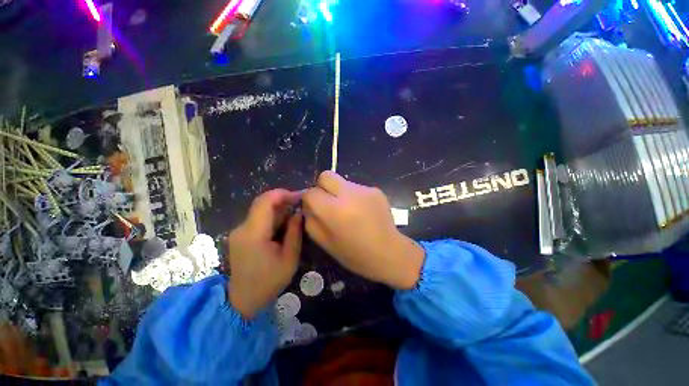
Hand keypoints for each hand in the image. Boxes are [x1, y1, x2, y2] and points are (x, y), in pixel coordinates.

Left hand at [226, 189, 302, 318]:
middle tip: (300, 204)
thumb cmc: (269, 281)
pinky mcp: (241, 235)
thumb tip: (298, 213)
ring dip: (278, 208)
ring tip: (295, 213)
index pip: (265, 202)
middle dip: (282, 199)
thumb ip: (294, 232)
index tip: (299, 196)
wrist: (243, 300)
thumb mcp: (289, 258)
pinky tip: (284, 223)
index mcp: (254, 234)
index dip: (283, 194)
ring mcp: (239, 231)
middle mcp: (243, 228)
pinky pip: (258, 218)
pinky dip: (272, 216)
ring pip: (260, 210)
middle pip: (262, 203)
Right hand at [303, 171, 423, 289]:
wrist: (390, 252)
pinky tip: (362, 211)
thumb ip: (311, 220)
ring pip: (342, 182)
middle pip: (326, 176)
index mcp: (334, 210)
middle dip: (322, 187)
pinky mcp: (376, 190)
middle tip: (329, 203)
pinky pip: (356, 188)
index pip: (311, 192)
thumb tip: (308, 204)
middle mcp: (349, 194)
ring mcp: (364, 190)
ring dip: (339, 193)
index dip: (309, 200)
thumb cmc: (355, 254)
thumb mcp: (325, 242)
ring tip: (349, 211)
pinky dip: (354, 197)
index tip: (315, 208)